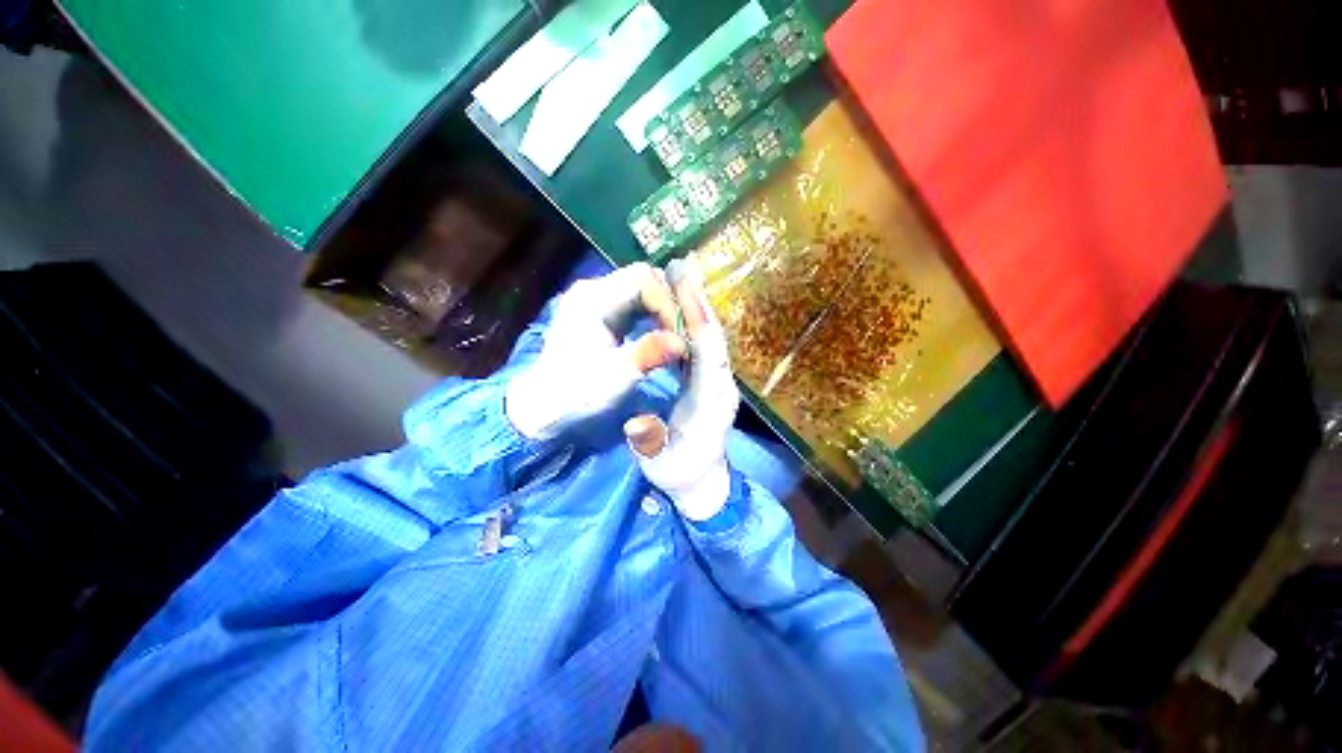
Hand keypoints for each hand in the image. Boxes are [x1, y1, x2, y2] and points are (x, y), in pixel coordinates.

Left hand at [506, 263, 686, 439]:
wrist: (544, 409)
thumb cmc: (578, 393)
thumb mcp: (617, 375)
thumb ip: (649, 353)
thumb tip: (683, 343)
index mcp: (593, 299)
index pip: (643, 279)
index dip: (669, 302)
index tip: (682, 334)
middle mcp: (593, 291)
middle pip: (643, 279)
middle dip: (669, 303)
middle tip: (684, 332)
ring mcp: (594, 301)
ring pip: (641, 291)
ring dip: (663, 310)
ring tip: (677, 335)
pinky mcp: (599, 315)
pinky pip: (634, 305)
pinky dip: (652, 316)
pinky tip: (661, 336)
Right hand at [625, 261, 739, 520]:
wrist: (703, 483)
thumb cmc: (678, 474)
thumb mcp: (659, 464)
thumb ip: (649, 442)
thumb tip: (637, 419)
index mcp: (709, 404)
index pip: (708, 356)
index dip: (697, 321)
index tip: (685, 289)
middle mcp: (722, 386)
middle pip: (714, 338)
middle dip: (698, 302)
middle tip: (683, 267)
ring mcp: (720, 382)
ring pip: (713, 338)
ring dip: (699, 306)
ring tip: (683, 276)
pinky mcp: (714, 381)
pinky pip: (707, 345)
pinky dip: (697, 321)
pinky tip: (686, 304)